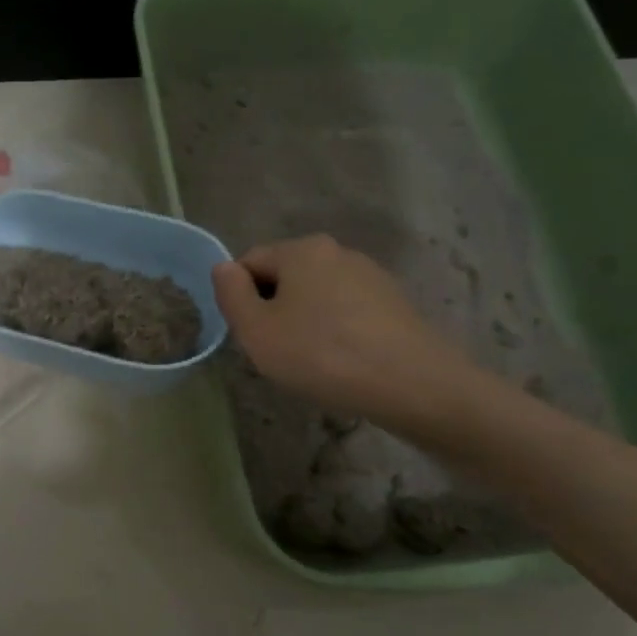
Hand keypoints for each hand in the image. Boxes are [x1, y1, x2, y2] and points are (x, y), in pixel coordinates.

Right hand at [212, 234, 478, 433]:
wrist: (413, 385)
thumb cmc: (323, 355)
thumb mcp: (257, 331)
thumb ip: (231, 294)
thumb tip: (223, 267)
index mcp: (301, 250)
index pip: (250, 262)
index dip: (240, 299)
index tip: (251, 336)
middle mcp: (337, 251)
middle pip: (285, 277)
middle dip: (274, 310)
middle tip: (277, 353)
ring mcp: (371, 276)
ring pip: (317, 296)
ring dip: (305, 322)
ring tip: (313, 363)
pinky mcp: (394, 303)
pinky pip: (347, 312)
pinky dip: (336, 332)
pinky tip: (344, 363)